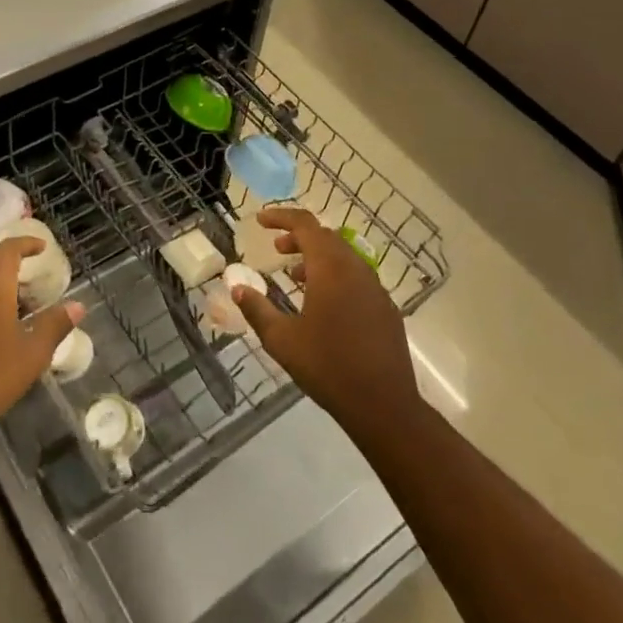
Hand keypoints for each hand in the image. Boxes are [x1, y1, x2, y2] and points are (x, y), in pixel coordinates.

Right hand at [231, 208, 420, 440]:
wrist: (384, 405)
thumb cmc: (327, 367)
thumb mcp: (281, 340)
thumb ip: (257, 309)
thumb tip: (237, 287)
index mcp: (330, 269)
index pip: (305, 225)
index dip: (281, 216)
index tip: (260, 220)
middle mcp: (356, 269)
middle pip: (326, 237)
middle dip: (298, 237)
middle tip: (276, 249)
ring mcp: (375, 288)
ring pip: (344, 257)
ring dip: (317, 257)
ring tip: (296, 276)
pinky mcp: (386, 308)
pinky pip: (357, 277)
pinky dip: (336, 275)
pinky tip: (324, 303)